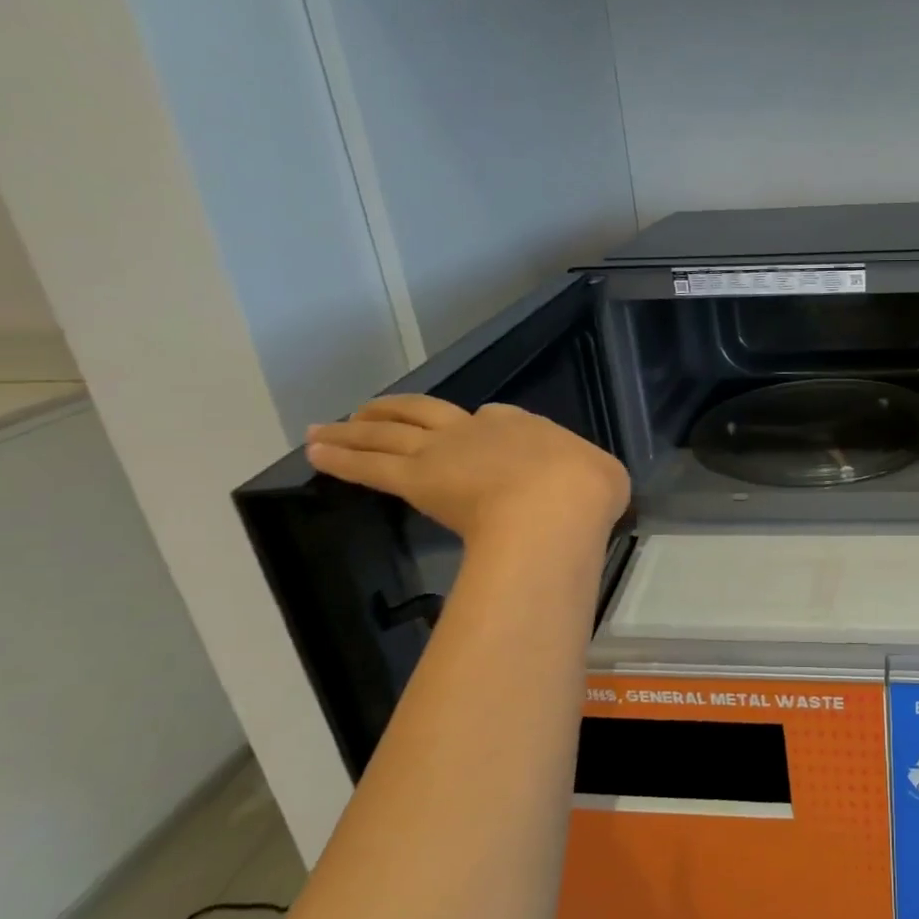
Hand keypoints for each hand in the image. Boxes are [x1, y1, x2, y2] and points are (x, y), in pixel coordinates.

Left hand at [306, 394, 629, 548]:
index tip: (472, 435)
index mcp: (525, 426)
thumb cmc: (586, 492)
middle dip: (399, 412)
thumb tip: (589, 486)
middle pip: (428, 413)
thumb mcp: (604, 477)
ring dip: (356, 428)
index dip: (479, 426)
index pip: (493, 418)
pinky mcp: (416, 478)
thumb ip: (586, 475)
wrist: (556, 505)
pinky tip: (314, 452)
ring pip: (390, 433)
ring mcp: (444, 450)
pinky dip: (340, 457)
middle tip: (371, 413)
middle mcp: (479, 428)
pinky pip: (369, 465)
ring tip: (325, 427)